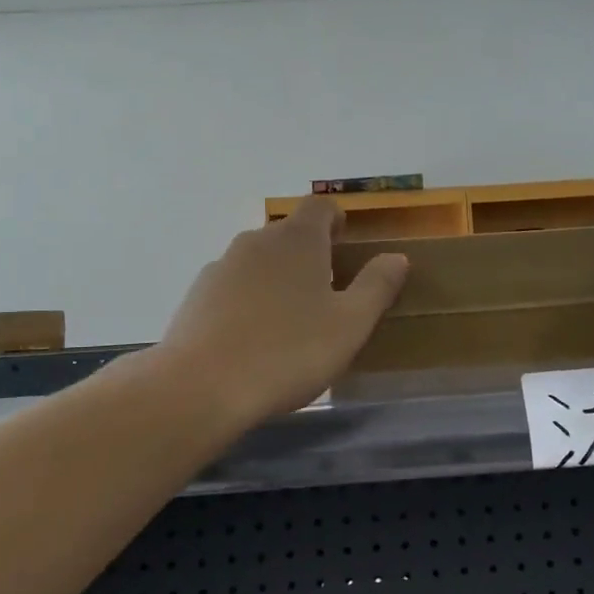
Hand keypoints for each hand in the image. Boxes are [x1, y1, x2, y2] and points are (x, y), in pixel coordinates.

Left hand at [156, 197, 408, 428]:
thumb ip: (376, 287)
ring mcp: (221, 267)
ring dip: (277, 279)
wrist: (201, 386)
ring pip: (258, 262)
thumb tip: (397, 257)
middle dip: (310, 255)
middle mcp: (256, 241)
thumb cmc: (289, 351)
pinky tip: (253, 340)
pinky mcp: (196, 296)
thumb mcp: (350, 325)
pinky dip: (248, 301)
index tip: (345, 245)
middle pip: (288, 234)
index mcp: (297, 240)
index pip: (320, 206)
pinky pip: (233, 287)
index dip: (336, 219)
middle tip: (327, 293)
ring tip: (290, 322)